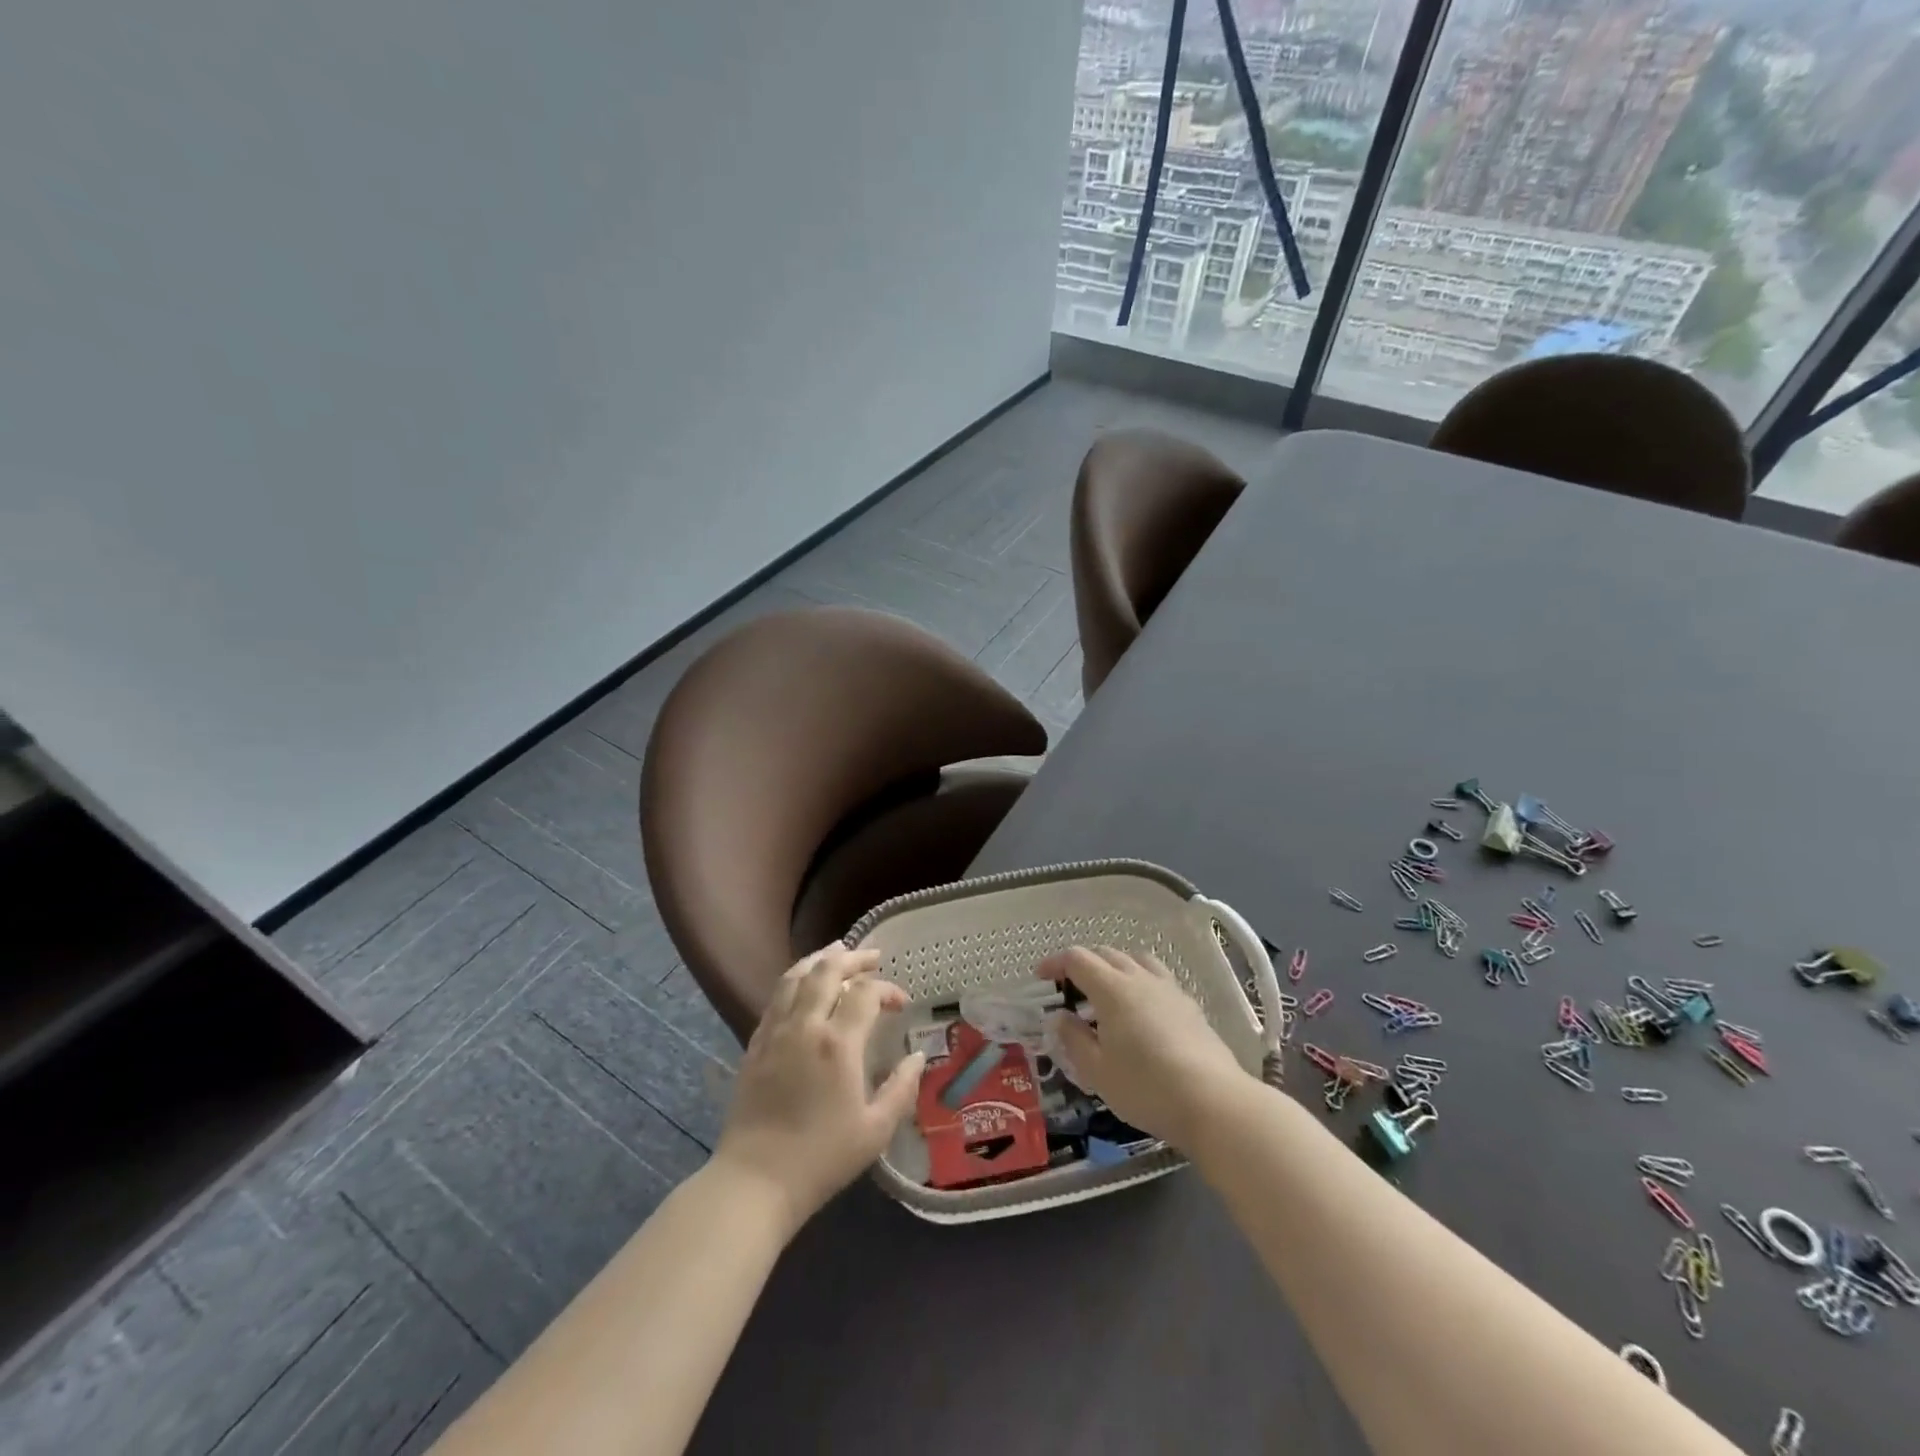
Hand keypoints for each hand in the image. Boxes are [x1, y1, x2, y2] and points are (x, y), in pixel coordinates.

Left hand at [711, 946, 924, 1233]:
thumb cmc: (821, 1158)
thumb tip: (918, 1057)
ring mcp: (775, 1032)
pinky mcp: (755, 1044)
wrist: (755, 1181)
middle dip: (854, 958)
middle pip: (827, 971)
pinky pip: (776, 997)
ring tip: (837, 953)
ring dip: (820, 959)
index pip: (865, 993)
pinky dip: (795, 980)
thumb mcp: (875, 1131)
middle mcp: (805, 1026)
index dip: (887, 989)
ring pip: (795, 976)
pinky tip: (803, 985)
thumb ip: (901, 1089)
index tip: (900, 1004)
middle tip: (873, 957)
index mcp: (837, 1044)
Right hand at [1040, 945, 1246, 1150]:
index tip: (1040, 977)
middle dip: (1082, 965)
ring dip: (1114, 968)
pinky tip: (1141, 1012)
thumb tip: (1059, 1017)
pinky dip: (1139, 982)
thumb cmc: (1146, 1088)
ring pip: (1136, 960)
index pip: (1077, 959)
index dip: (1055, 963)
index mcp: (1112, 989)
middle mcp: (1140, 978)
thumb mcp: (1097, 1071)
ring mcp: (1169, 989)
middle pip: (1106, 954)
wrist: (1215, 1102)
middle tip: (1069, 990)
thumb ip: (1074, 1040)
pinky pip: (1157, 978)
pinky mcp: (1190, 1006)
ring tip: (1106, 995)